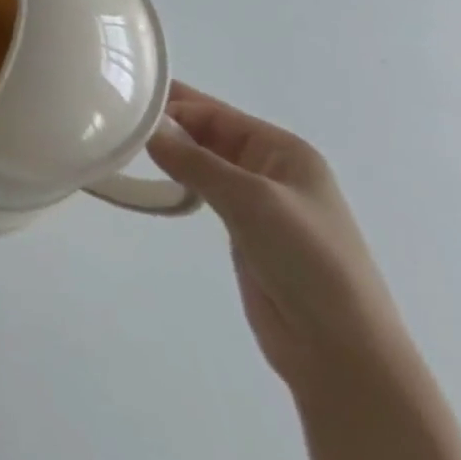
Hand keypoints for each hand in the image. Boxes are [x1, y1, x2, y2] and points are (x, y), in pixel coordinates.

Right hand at [146, 82, 409, 393]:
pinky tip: (153, 181)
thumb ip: (194, 161)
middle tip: (117, 121)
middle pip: (209, 133)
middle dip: (169, 126)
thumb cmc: (308, 261)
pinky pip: (204, 193)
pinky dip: (179, 183)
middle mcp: (271, 169)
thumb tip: (145, 129)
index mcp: (284, 150)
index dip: (175, 105)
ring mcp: (259, 203)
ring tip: (125, 146)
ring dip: (171, 154)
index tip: (127, 105)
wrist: (343, 355)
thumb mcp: (250, 199)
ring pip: (204, 163)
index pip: (217, 112)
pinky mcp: (245, 233)